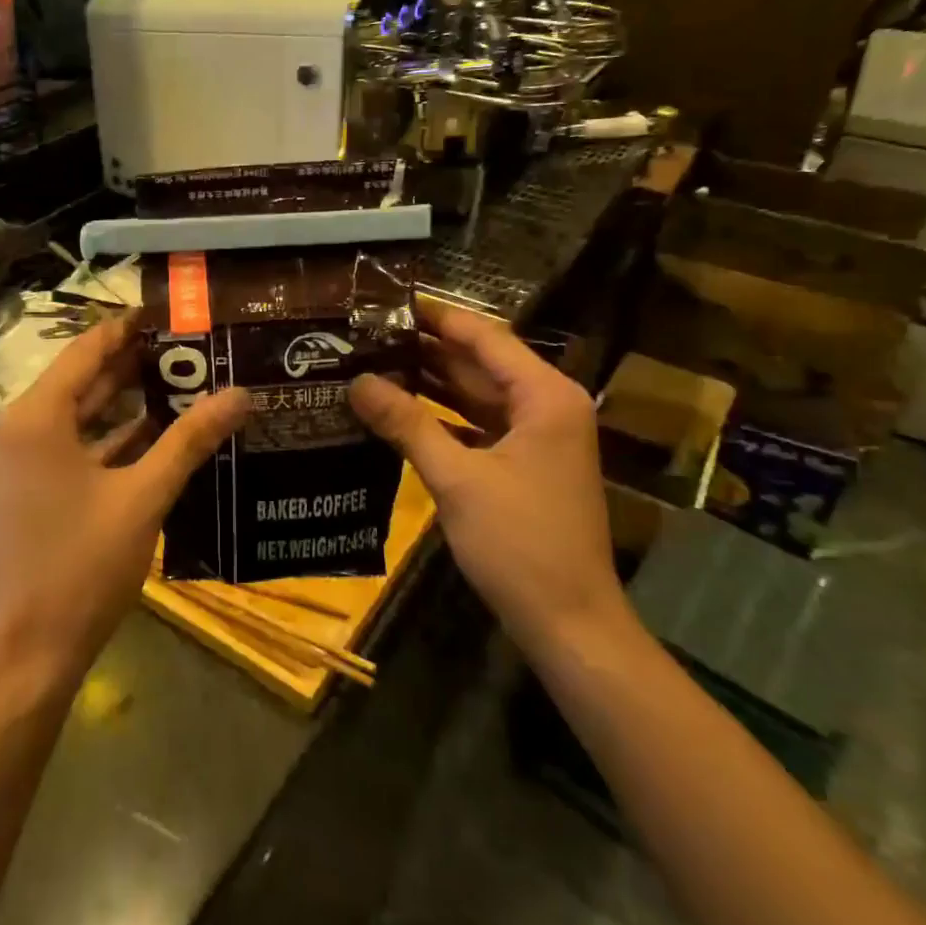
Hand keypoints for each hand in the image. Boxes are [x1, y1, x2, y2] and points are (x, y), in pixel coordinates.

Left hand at [0, 315, 249, 687]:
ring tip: (182, 380)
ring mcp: (18, 463)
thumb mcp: (144, 497)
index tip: (170, 313)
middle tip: (189, 347)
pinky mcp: (26, 491)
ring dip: (124, 402)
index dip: (128, 329)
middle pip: (82, 382)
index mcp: (36, 418)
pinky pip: (72, 448)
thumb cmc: (82, 567)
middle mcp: (17, 430)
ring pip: (78, 417)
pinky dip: (108, 439)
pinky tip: (155, 433)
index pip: (87, 351)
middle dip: (134, 365)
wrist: (27, 654)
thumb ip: (190, 440)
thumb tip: (240, 394)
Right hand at [349, 301, 626, 653]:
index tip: (387, 301)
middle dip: (424, 349)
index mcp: (543, 396)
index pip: (483, 337)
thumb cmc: (520, 544)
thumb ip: (407, 424)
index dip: (435, 317)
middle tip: (366, 334)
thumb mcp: (457, 479)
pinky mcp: (522, 464)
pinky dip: (440, 417)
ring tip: (371, 363)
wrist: (569, 623)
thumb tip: (357, 382)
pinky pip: (476, 425)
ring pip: (475, 395)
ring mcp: (536, 437)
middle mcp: (545, 405)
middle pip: (478, 363)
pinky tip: (397, 411)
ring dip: (429, 383)